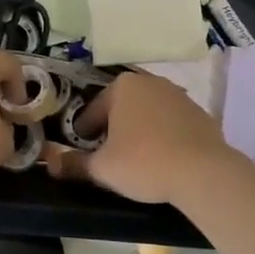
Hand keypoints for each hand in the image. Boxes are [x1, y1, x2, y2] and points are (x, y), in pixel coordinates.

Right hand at [46, 71, 240, 205]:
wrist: (204, 172)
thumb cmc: (144, 163)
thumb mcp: (103, 168)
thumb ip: (74, 163)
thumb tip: (50, 162)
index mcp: (121, 86)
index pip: (92, 110)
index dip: (83, 132)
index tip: (81, 150)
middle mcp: (149, 82)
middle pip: (120, 106)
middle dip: (112, 128)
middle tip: (107, 154)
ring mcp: (177, 95)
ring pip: (147, 112)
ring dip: (138, 129)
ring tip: (136, 158)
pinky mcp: (199, 113)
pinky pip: (171, 123)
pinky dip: (163, 135)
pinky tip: (163, 158)